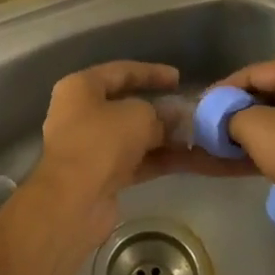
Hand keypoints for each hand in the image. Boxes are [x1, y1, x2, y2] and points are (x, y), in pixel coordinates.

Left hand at [21, 61, 245, 264]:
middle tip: (191, 111)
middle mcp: (81, 114)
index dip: (152, 72)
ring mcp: (90, 147)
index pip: (121, 72)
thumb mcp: (139, 116)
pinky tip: (191, 160)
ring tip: (199, 137)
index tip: (179, 78)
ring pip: (134, 136)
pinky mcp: (102, 176)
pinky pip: (136, 161)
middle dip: (162, 110)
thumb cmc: (101, 142)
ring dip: (166, 137)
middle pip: (127, 106)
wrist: (74, 202)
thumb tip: (177, 118)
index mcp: (80, 89)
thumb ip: (161, 114)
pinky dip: (160, 159)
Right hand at [217, 57, 274, 268]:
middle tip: (206, 124)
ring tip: (213, 144)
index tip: (199, 105)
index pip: (256, 72)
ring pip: (274, 121)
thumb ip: (230, 114)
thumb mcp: (254, 126)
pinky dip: (259, 149)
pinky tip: (231, 161)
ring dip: (244, 133)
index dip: (225, 88)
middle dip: (234, 111)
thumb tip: (218, 118)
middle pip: (266, 94)